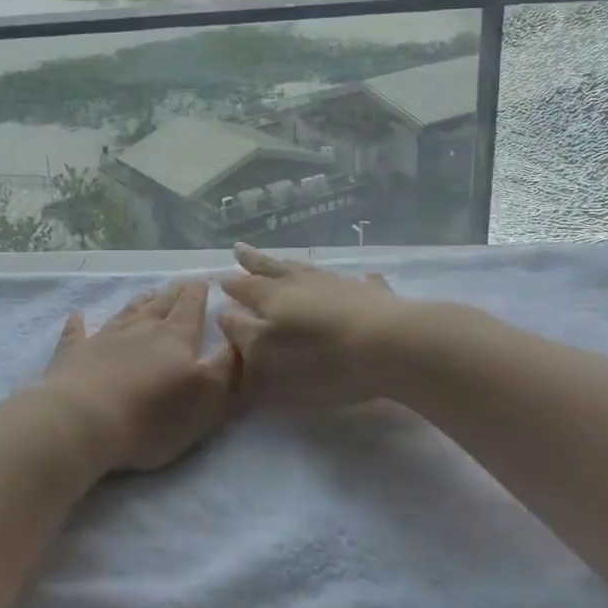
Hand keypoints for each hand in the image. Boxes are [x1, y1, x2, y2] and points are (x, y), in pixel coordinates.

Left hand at [41, 281, 239, 473]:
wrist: (83, 421)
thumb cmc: (152, 416)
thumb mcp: (207, 397)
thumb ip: (228, 367)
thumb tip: (241, 337)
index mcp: (175, 338)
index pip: (191, 309)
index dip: (198, 294)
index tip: (204, 279)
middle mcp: (140, 330)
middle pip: (161, 305)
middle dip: (174, 293)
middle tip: (181, 281)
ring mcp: (104, 339)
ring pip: (127, 313)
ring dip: (140, 302)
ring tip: (149, 292)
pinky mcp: (73, 356)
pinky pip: (77, 333)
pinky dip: (78, 324)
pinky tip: (77, 315)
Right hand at [218, 244, 404, 407]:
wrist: (391, 346)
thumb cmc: (322, 358)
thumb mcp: (268, 356)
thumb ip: (243, 335)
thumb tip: (224, 314)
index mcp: (272, 297)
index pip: (243, 286)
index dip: (229, 283)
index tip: (216, 277)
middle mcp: (301, 283)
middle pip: (272, 268)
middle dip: (253, 261)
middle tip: (239, 249)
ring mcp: (338, 284)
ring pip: (308, 269)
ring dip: (292, 265)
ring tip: (284, 261)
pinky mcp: (372, 294)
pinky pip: (359, 282)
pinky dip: (356, 280)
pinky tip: (364, 277)